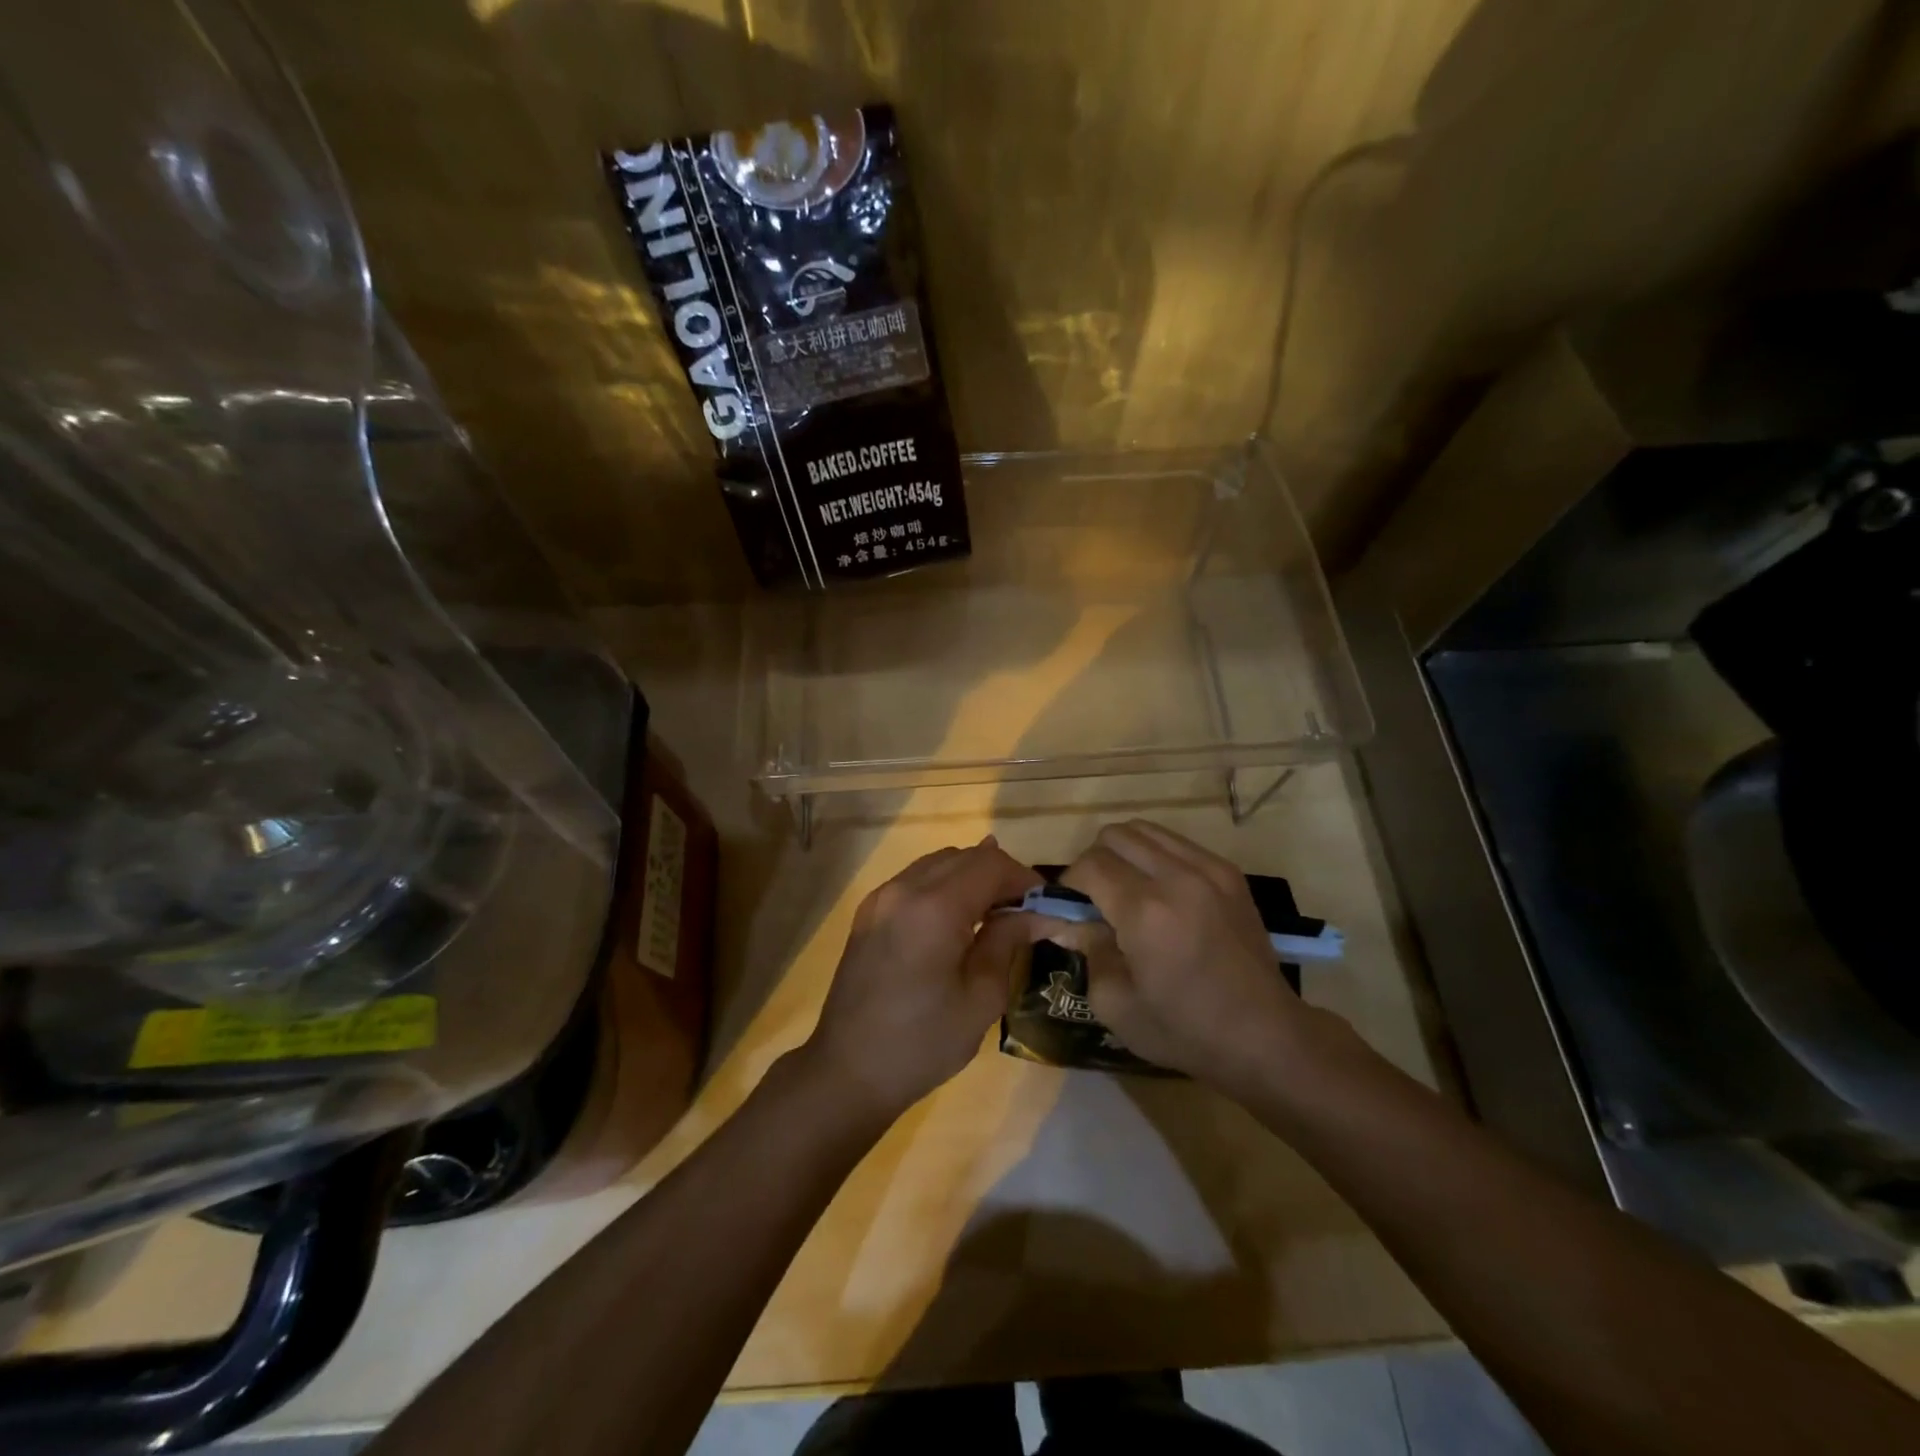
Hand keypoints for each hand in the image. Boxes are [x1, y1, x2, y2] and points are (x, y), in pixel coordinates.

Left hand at [804, 837, 1041, 1122]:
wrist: (847, 1071)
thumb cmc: (923, 1043)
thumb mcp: (981, 997)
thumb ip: (1008, 941)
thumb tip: (1038, 913)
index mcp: (934, 907)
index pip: (990, 864)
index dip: (1024, 878)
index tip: (1046, 906)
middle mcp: (904, 888)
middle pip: (965, 857)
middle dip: (1001, 875)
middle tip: (1025, 911)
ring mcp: (881, 897)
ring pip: (939, 863)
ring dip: (972, 877)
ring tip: (995, 914)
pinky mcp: (869, 912)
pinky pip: (916, 879)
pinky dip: (945, 886)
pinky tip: (958, 918)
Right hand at [1052, 820, 1335, 1094]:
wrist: (1265, 1036)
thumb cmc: (1184, 1029)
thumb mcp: (1115, 1003)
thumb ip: (1086, 949)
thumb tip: (1069, 920)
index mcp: (1144, 911)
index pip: (1089, 865)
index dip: (1069, 883)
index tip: (1069, 909)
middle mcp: (1176, 877)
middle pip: (1115, 835)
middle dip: (1094, 862)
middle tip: (1096, 899)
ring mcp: (1209, 869)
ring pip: (1146, 829)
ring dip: (1125, 853)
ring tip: (1127, 890)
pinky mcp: (1229, 873)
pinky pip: (1178, 842)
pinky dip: (1156, 857)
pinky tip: (1162, 892)